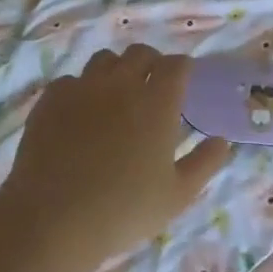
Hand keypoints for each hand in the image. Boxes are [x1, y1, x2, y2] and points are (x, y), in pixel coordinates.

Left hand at [0, 46, 231, 271]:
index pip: (175, 65)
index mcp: (157, 102)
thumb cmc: (124, 210)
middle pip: (140, 53)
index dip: (182, 68)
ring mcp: (82, 88)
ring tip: (115, 95)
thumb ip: (204, 163)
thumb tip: (221, 140)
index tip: (184, 79)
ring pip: (104, 60)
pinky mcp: (51, 100)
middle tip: (152, 84)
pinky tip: (80, 114)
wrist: (54, 218)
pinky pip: (70, 81)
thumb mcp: (177, 195)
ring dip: (116, 70)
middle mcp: (121, 84)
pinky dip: (81, 90)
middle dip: (151, 62)